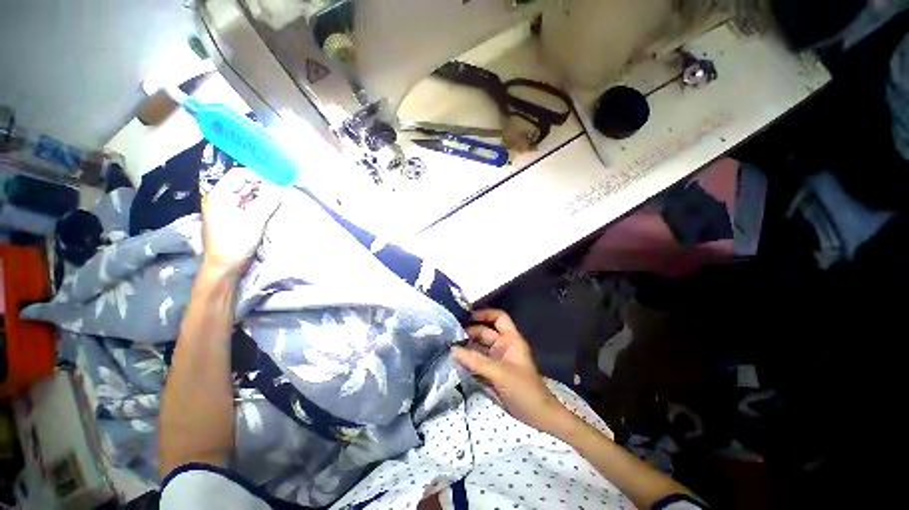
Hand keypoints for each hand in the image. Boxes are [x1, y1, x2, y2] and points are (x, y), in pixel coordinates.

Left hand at [201, 167, 282, 277]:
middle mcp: (218, 198)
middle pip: (242, 183)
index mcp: (219, 195)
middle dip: (262, 185)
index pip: (239, 174)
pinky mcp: (229, 216)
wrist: (224, 266)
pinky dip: (257, 203)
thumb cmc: (236, 242)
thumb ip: (270, 201)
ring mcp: (222, 208)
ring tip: (278, 198)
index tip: (279, 179)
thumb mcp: (255, 220)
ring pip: (245, 194)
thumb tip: (284, 187)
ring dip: (261, 195)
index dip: (259, 174)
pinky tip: (268, 207)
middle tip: (282, 189)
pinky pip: (244, 203)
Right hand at [452, 309, 569, 433]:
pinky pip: (477, 362)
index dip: (484, 314)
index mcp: (510, 339)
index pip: (498, 318)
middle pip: (484, 332)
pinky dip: (467, 361)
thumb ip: (475, 361)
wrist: (536, 416)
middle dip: (469, 331)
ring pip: (479, 348)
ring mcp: (497, 359)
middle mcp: (503, 345)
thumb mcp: (499, 372)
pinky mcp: (491, 373)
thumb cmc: (523, 389)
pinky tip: (454, 360)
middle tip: (449, 334)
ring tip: (447, 345)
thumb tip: (452, 349)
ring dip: (466, 347)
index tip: (466, 316)